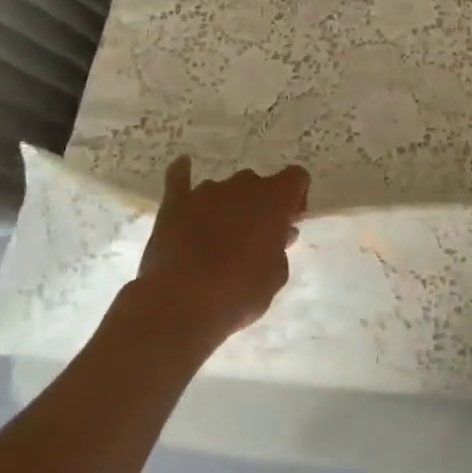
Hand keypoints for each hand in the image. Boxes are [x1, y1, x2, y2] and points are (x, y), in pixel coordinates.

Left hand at [132, 157, 308, 349]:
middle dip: (260, 206)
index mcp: (274, 198)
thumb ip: (281, 250)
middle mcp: (243, 185)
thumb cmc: (238, 293)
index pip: (296, 177)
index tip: (289, 223)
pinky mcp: (175, 204)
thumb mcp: (275, 277)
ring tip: (219, 238)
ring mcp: (207, 191)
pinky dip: (183, 174)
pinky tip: (183, 167)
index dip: (296, 197)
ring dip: (229, 206)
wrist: (179, 305)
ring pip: (225, 190)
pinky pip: (180, 179)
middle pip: (258, 184)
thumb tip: (279, 235)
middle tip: (256, 238)